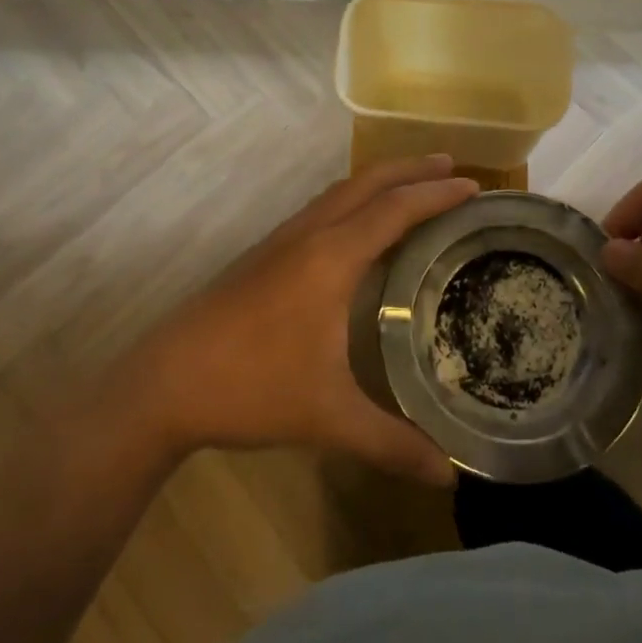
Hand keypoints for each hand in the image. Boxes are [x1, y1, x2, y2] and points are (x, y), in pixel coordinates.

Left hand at [128, 155, 479, 484]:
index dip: (438, 196)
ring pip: (341, 190)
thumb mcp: (328, 418)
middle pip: (369, 183)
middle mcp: (310, 234)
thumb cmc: (252, 389)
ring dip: (381, 180)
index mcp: (331, 257)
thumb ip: (391, 443)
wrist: (164, 382)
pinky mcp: (265, 252)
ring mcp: (283, 239)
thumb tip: (449, 476)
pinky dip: (356, 198)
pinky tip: (360, 224)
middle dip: (413, 169)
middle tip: (455, 167)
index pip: (396, 210)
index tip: (476, 187)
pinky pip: (324, 206)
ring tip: (415, 184)